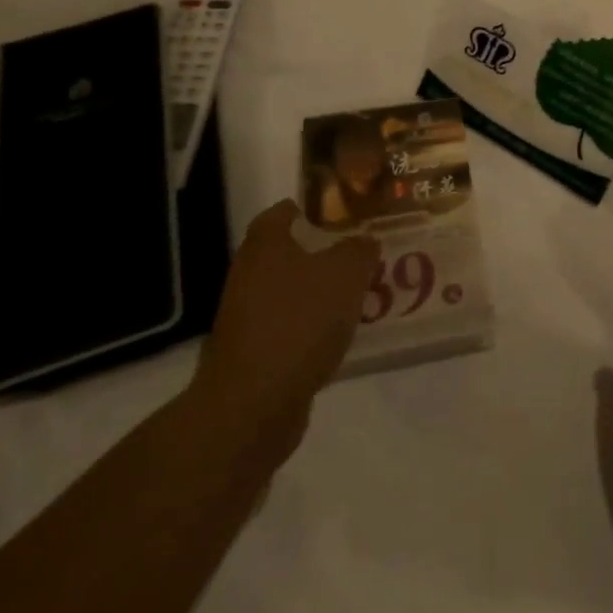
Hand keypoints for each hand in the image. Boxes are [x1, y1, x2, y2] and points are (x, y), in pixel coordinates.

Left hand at [188, 198, 378, 466]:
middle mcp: (249, 275)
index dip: (314, 207)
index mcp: (266, 245)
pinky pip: (292, 328)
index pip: (285, 211)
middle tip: (365, 253)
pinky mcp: (254, 354)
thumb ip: (360, 249)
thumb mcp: (347, 273)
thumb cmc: (300, 321)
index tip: (346, 212)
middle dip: (326, 252)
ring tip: (363, 294)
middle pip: (291, 252)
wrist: (253, 405)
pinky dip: (314, 328)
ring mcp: (247, 317)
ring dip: (322, 292)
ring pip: (293, 292)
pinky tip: (343, 335)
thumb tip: (364, 241)